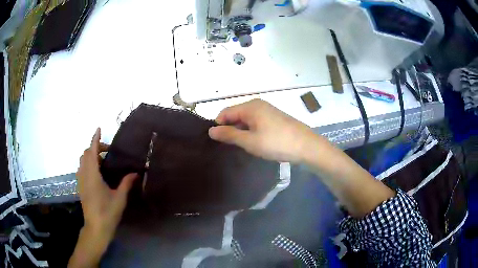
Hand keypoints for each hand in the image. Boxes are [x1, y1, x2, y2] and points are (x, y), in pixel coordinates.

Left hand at [71, 128, 137, 266]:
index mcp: (93, 176)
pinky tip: (97, 172)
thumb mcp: (119, 199)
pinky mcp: (80, 187)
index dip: (95, 139)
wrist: (96, 228)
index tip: (98, 129)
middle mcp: (84, 175)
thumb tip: (136, 173)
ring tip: (103, 161)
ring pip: (82, 161)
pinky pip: (82, 168)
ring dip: (90, 156)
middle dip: (94, 148)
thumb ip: (126, 183)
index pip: (92, 152)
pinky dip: (88, 164)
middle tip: (107, 152)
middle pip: (85, 154)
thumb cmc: (108, 213)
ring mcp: (81, 181)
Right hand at [208, 99, 314, 162]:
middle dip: (230, 129)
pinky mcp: (274, 118)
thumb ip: (229, 134)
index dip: (218, 125)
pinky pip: (256, 122)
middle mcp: (258, 104)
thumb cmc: (276, 143)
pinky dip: (251, 131)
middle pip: (235, 114)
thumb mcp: (250, 141)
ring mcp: (267, 110)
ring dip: (241, 131)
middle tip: (229, 146)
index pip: (225, 112)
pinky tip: (254, 143)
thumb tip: (211, 130)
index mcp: (250, 106)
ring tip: (241, 146)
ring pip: (246, 119)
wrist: (306, 146)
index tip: (217, 141)